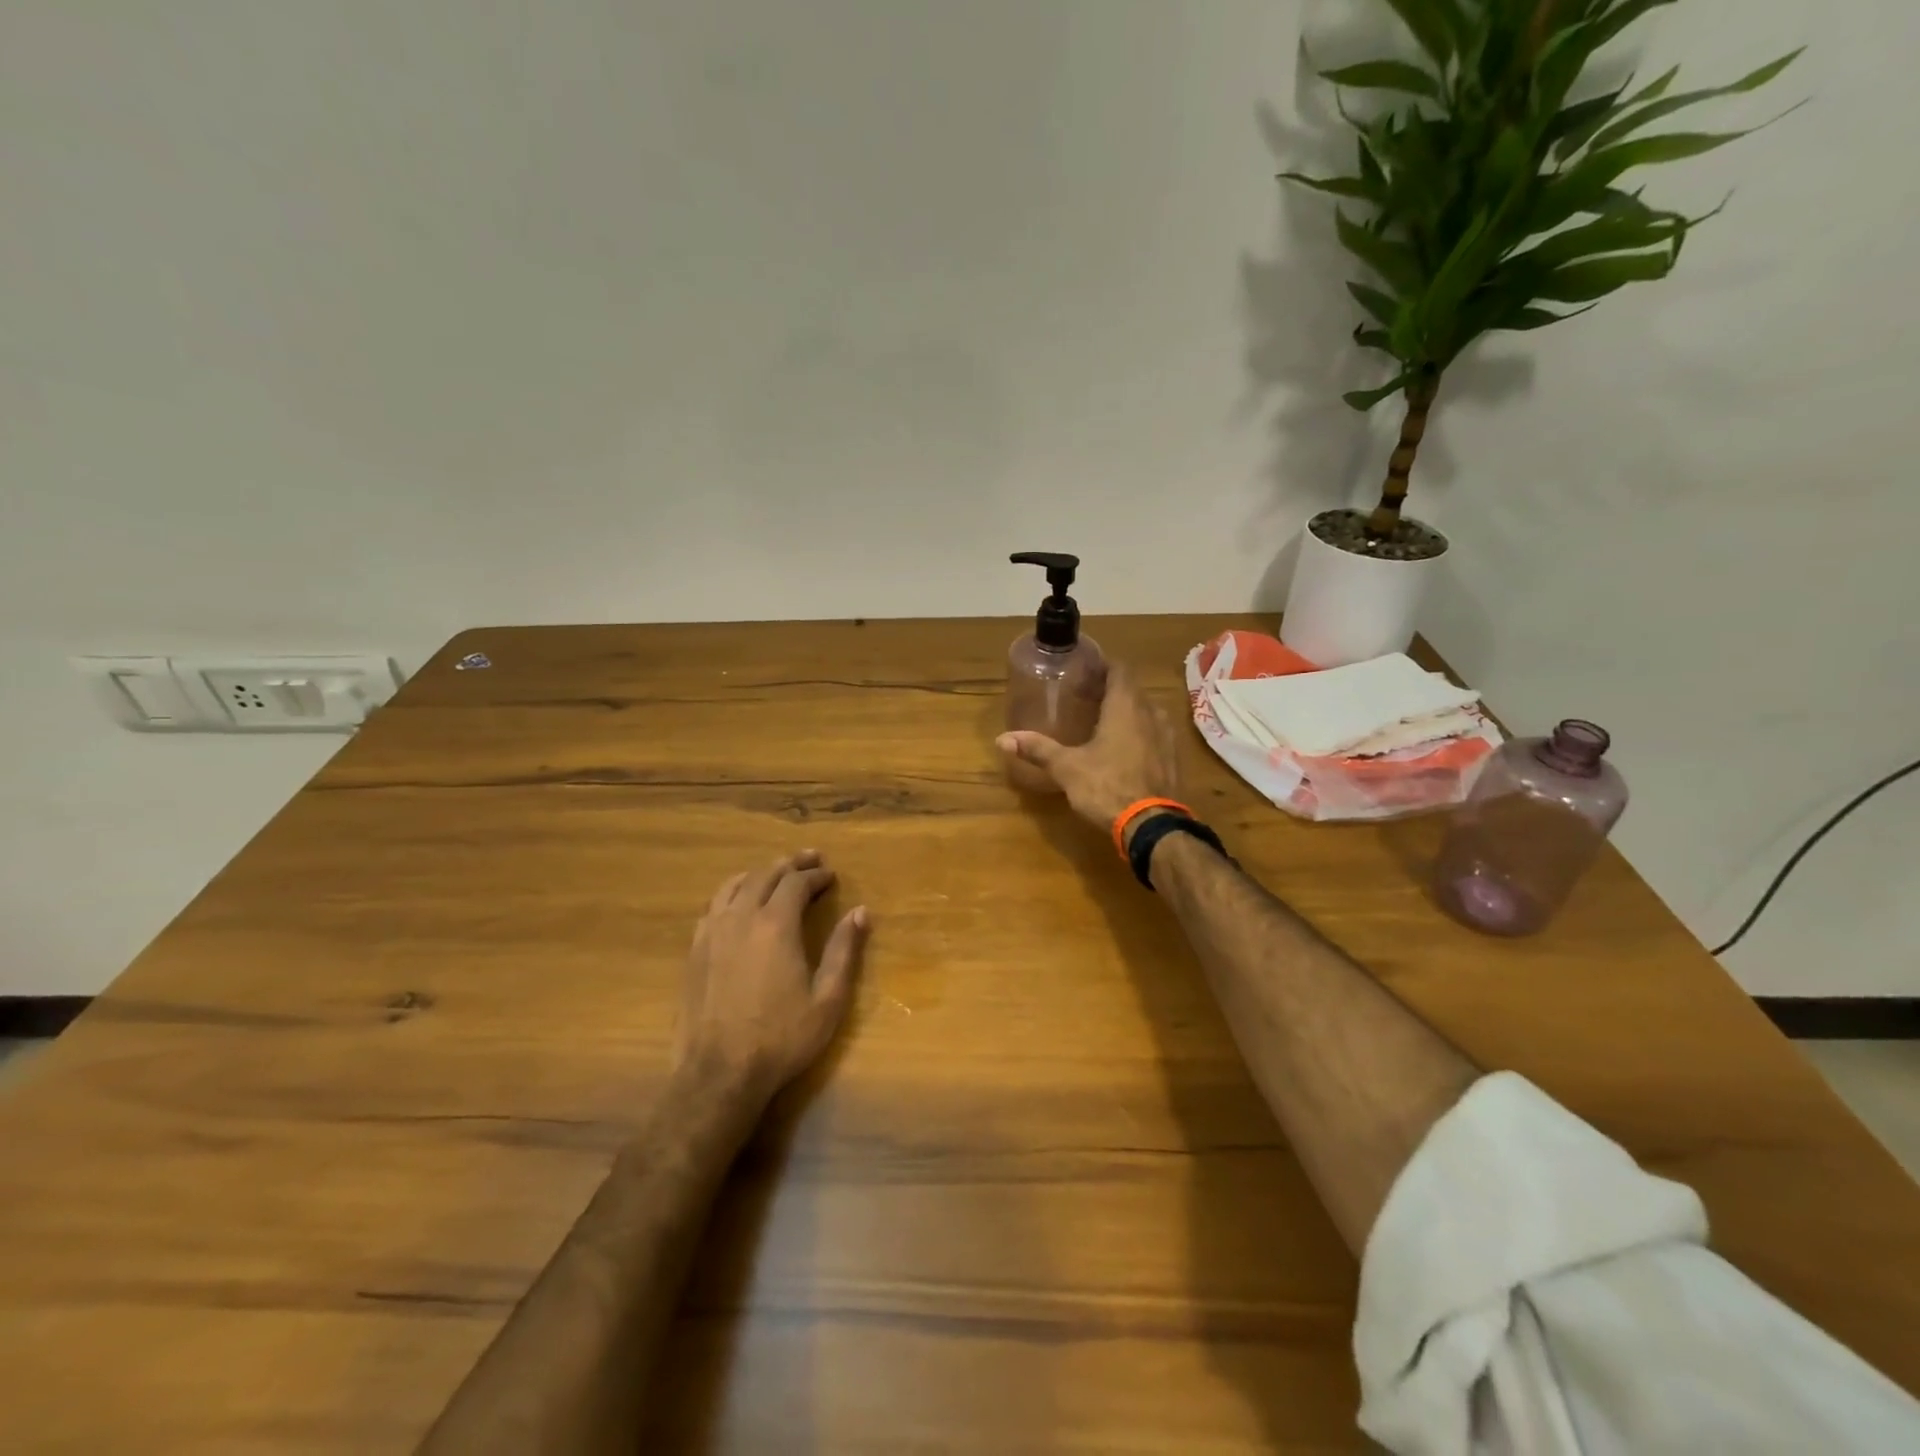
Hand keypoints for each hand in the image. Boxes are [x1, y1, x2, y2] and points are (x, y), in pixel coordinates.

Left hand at [676, 851, 868, 1103]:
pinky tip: (738, 901)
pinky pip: (713, 905)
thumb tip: (861, 912)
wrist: (718, 1074)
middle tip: (810, 859)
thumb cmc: (781, 1038)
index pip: (796, 883)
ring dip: (759, 873)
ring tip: (775, 872)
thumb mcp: (827, 1000)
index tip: (831, 875)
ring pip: (735, 885)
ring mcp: (712, 932)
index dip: (816, 875)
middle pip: (765, 875)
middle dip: (790, 864)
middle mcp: (742, 918)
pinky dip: (732, 892)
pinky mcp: (694, 950)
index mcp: (776, 925)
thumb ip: (843, 951)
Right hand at [995, 663, 1179, 836]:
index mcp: (1126, 707)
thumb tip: (1002, 739)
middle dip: (1111, 690)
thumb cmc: (1107, 787)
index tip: (1084, 671)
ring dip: (1127, 713)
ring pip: (1146, 712)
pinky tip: (1123, 750)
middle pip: (1132, 690)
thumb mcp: (1067, 768)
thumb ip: (1038, 749)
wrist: (1152, 826)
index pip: (1120, 669)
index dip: (1103, 666)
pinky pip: (1155, 734)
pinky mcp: (1173, 759)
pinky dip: (1140, 734)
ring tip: (1103, 722)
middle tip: (1086, 697)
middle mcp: (1151, 713)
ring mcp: (1167, 736)